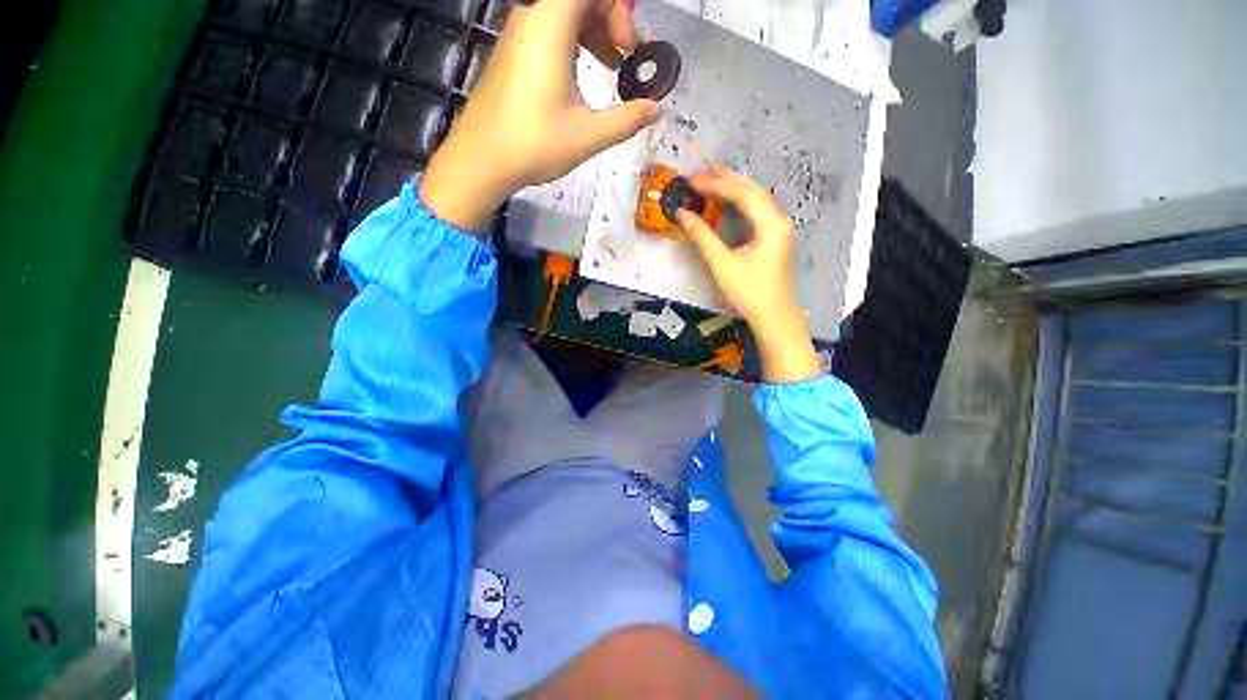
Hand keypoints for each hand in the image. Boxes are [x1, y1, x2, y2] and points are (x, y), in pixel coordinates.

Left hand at [421, 0, 662, 231]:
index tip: (631, 52)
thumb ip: (628, 119)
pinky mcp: (509, 55)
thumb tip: (658, 109)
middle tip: (625, 62)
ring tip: (609, 70)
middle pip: (578, 0)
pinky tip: (578, 80)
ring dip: (592, 36)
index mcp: (550, 24)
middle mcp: (530, 18)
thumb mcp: (589, 134)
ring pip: (562, 15)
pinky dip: (570, 45)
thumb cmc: (535, 144)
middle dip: (610, 23)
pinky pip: (546, 33)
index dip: (619, 13)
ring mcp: (516, 36)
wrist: (480, 160)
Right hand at [677, 167, 821, 382]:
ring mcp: (778, 228)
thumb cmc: (749, 292)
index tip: (691, 181)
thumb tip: (682, 214)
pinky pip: (756, 210)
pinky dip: (738, 202)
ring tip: (709, 181)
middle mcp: (778, 220)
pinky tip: (724, 202)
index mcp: (770, 224)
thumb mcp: (722, 264)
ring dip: (732, 188)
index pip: (742, 194)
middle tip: (699, 173)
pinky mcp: (773, 237)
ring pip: (755, 198)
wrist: (773, 316)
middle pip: (752, 190)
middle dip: (725, 178)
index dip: (715, 184)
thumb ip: (702, 237)